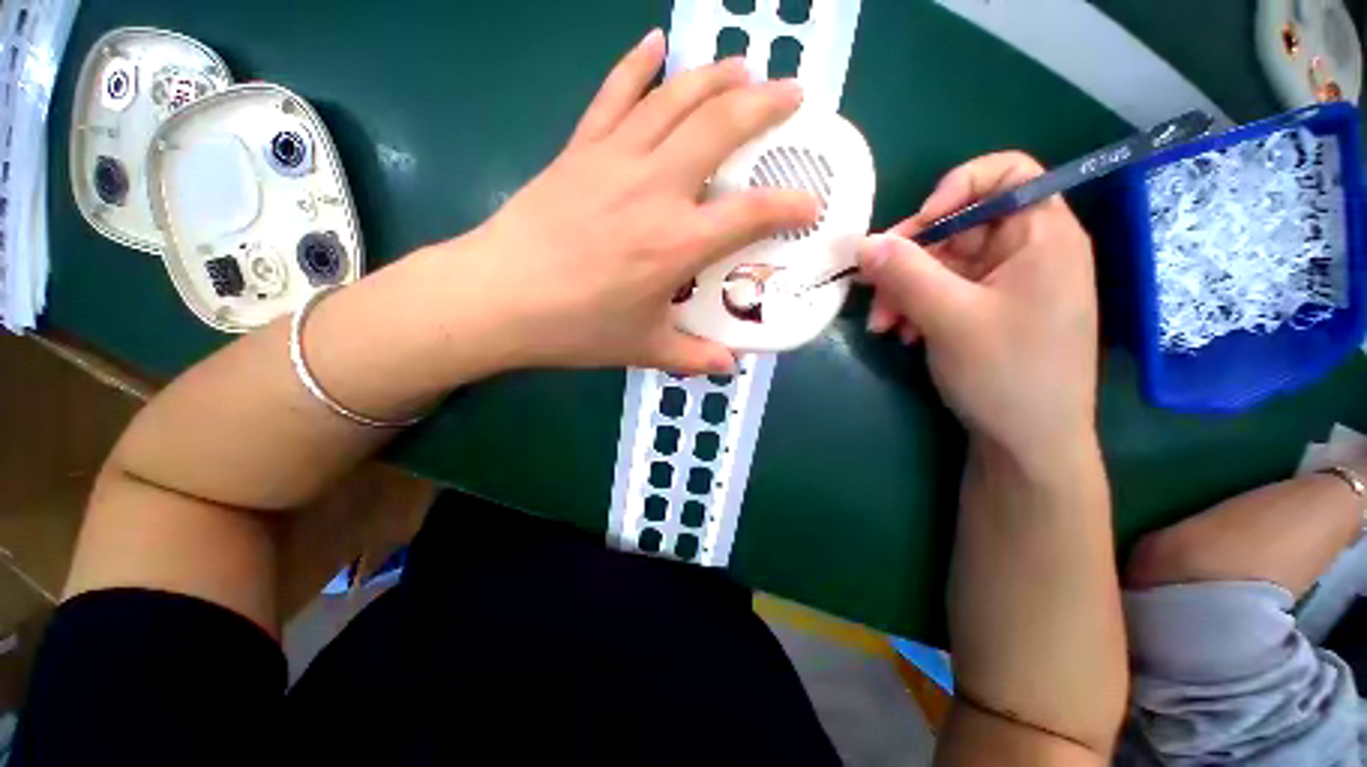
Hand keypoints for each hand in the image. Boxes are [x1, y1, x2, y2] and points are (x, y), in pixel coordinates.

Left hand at [460, 29, 816, 374]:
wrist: (499, 298)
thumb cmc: (576, 327)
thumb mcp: (644, 348)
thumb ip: (693, 356)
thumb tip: (729, 366)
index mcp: (677, 244)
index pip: (752, 214)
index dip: (790, 206)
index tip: (810, 205)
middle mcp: (656, 189)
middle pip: (721, 127)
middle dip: (765, 105)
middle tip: (792, 96)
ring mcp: (615, 160)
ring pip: (675, 99)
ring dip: (716, 76)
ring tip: (744, 67)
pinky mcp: (580, 149)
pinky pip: (614, 94)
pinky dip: (638, 64)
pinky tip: (656, 43)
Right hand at [858, 152, 1098, 461]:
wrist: (1027, 443)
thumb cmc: (1007, 374)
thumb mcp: (950, 318)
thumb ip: (905, 274)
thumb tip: (862, 243)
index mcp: (1042, 236)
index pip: (1006, 174)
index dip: (956, 188)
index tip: (916, 228)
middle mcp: (1026, 251)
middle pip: (959, 226)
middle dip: (909, 260)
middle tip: (875, 293)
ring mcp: (1005, 284)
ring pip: (942, 265)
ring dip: (904, 290)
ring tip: (884, 326)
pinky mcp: (986, 311)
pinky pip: (943, 292)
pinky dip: (916, 308)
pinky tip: (903, 334)